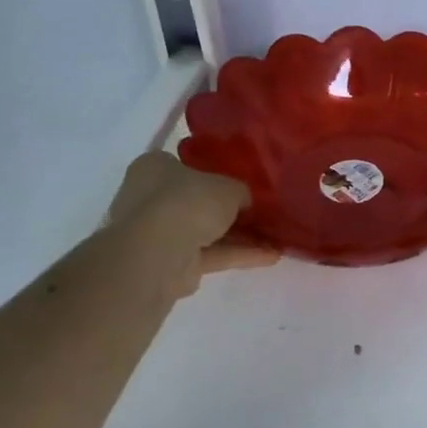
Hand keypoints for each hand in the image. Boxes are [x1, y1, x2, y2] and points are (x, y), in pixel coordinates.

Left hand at [107, 151, 277, 296]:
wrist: (158, 253)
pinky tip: (271, 256)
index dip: (213, 172)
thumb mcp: (228, 186)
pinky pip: (211, 254)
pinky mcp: (171, 262)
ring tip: (275, 237)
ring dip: (239, 236)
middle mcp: (151, 197)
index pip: (185, 165)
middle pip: (196, 201)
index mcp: (155, 167)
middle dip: (229, 209)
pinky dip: (238, 255)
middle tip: (260, 211)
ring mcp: (159, 233)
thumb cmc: (188, 201)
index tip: (240, 181)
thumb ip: (240, 192)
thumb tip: (244, 202)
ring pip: (205, 231)